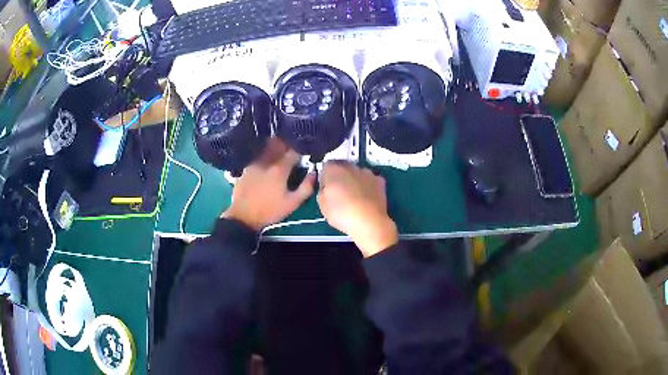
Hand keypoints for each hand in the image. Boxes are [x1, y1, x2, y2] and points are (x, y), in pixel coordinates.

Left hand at [222, 139, 315, 230]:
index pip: (293, 151)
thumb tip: (313, 173)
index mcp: (280, 169)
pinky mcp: (246, 167)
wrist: (243, 216)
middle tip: (292, 150)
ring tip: (280, 153)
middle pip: (278, 143)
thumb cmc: (270, 210)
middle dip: (287, 144)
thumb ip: (306, 187)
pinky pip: (257, 155)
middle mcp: (266, 161)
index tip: (305, 153)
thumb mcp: (293, 203)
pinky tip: (267, 162)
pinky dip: (264, 154)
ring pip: (266, 147)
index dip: (301, 150)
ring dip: (274, 146)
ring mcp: (254, 163)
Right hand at [317, 162, 397, 256]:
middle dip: (339, 177)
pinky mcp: (379, 180)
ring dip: (354, 181)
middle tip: (339, 194)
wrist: (369, 222)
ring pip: (356, 173)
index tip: (326, 189)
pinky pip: (369, 180)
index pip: (325, 167)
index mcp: (333, 169)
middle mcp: (350, 166)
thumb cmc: (342, 213)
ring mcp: (366, 172)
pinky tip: (365, 198)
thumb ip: (322, 190)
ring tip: (354, 198)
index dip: (324, 178)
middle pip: (341, 168)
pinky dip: (367, 186)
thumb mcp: (322, 205)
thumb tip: (326, 187)